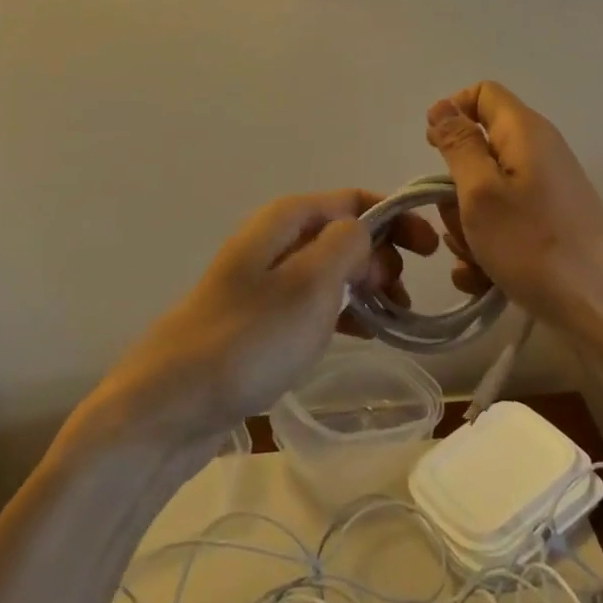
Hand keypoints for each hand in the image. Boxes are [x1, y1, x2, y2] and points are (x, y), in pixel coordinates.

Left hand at [98, 190, 408, 443]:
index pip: (355, 199)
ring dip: (369, 285)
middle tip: (406, 295)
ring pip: (333, 267)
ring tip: (396, 318)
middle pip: (345, 231)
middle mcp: (277, 238)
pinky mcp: (262, 315)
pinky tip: (366, 334)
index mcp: (288, 218)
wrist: (170, 403)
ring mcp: (267, 277)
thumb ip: (348, 245)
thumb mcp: (310, 284)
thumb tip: (366, 232)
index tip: (432, 250)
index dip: (397, 217)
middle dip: (384, 254)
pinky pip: (316, 299)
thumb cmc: (248, 337)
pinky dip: (345, 309)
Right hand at [425, 82, 602, 331]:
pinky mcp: (550, 223)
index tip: (433, 151)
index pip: (482, 94)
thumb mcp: (481, 192)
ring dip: (468, 224)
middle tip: (459, 220)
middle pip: (479, 149)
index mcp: (525, 131)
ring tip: (474, 260)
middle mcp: (538, 152)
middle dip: (456, 186)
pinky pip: (505, 221)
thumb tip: (442, 106)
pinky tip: (483, 279)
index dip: (452, 113)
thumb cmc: (534, 245)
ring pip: (486, 192)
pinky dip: (488, 244)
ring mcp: (546, 190)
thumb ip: (458, 145)